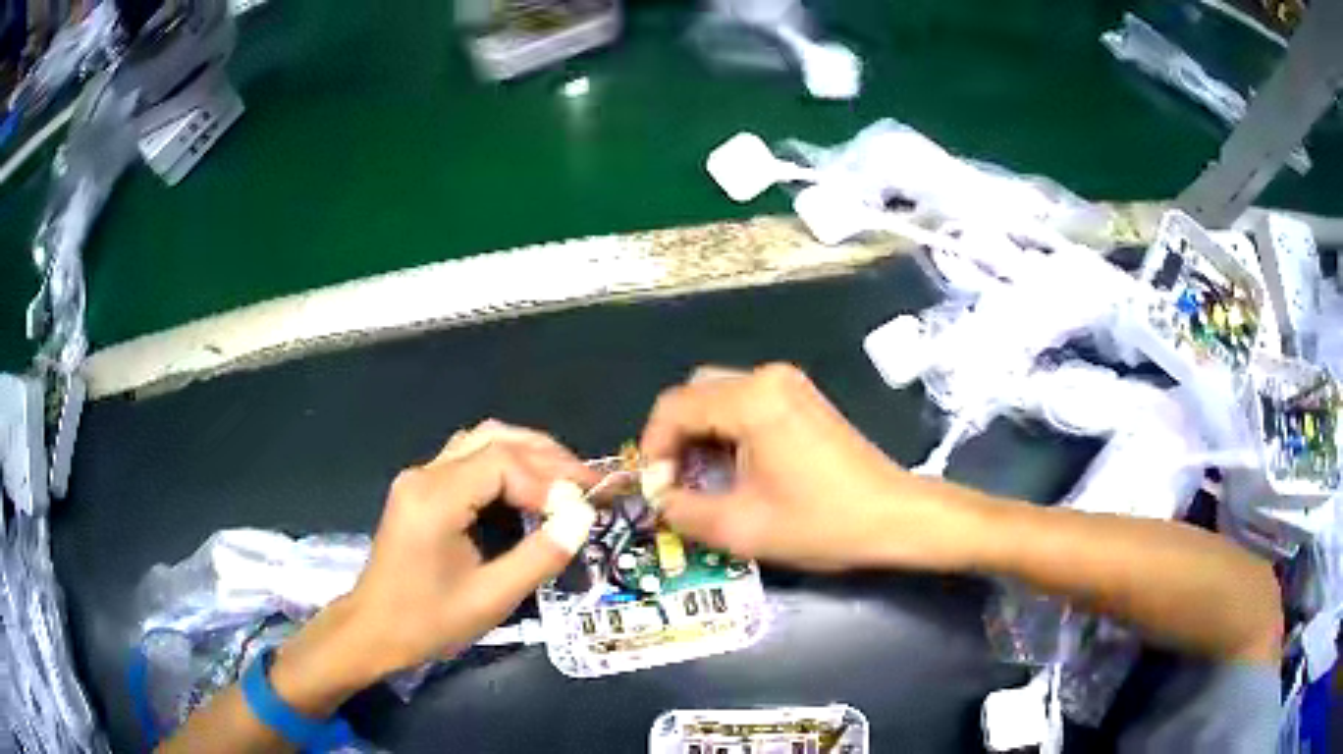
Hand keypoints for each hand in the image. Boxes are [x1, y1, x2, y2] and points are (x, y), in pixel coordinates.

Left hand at [269, 421, 599, 714]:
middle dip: (546, 457)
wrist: (373, 631)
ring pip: (481, 441)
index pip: (503, 462)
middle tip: (588, 483)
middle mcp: (424, 474)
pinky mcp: (420, 489)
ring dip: (527, 454)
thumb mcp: (491, 598)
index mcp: (434, 498)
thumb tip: (583, 518)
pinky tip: (529, 488)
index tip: (583, 509)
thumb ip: (540, 556)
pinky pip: (469, 459)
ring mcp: (419, 478)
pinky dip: (506, 464)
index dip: (549, 480)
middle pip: (494, 438)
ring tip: (566, 480)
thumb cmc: (428, 621)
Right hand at [641, 364, 979, 571]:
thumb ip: (683, 510)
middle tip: (675, 484)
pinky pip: (745, 404)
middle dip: (675, 439)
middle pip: (694, 394)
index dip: (653, 448)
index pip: (673, 408)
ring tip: (701, 481)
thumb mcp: (741, 527)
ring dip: (700, 435)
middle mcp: (767, 378)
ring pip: (718, 397)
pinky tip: (733, 468)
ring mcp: (789, 385)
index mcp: (751, 399)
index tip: (655, 489)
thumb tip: (659, 496)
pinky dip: (726, 432)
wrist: (895, 517)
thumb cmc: (821, 522)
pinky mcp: (802, 400)